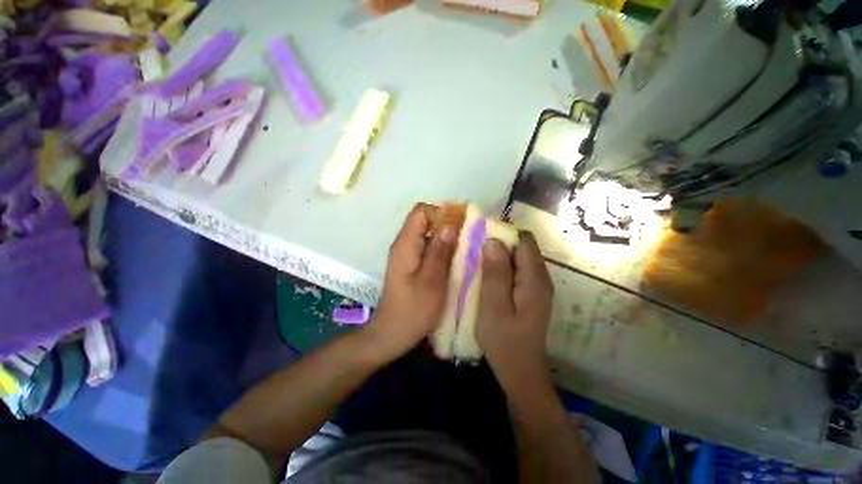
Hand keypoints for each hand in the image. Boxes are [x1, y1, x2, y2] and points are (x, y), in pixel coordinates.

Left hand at [364, 203, 457, 360]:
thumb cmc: (412, 310)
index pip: (421, 211)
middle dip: (448, 226)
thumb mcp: (431, 281)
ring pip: (429, 235)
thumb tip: (451, 224)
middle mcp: (404, 244)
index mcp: (406, 244)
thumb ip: (440, 251)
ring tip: (467, 251)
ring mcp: (408, 255)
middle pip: (426, 221)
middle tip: (469, 239)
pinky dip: (443, 251)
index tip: (461, 225)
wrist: (392, 334)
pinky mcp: (412, 266)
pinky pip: (429, 249)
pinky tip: (456, 263)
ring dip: (447, 239)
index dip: (442, 213)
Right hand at [476, 232, 553, 381]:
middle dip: (499, 244)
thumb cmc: (504, 341)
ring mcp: (536, 287)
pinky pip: (516, 271)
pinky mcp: (530, 294)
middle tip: (474, 249)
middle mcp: (540, 278)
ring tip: (476, 261)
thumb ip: (495, 273)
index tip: (482, 236)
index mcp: (534, 279)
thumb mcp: (494, 306)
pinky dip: (501, 268)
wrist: (520, 371)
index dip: (504, 233)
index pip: (525, 241)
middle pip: (522, 248)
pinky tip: (486, 276)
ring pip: (518, 259)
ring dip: (498, 256)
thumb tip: (493, 241)